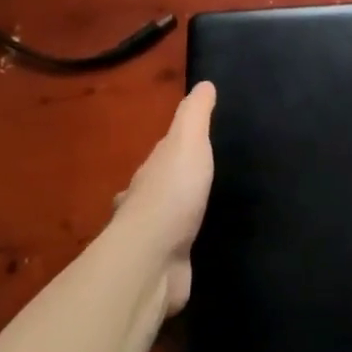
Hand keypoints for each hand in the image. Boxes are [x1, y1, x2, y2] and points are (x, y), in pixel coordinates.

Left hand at [110, 81, 215, 312]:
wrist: (153, 259)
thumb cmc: (172, 194)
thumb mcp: (188, 142)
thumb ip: (195, 115)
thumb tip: (204, 84)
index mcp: (149, 172)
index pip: (162, 154)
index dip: (178, 145)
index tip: (195, 141)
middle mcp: (143, 203)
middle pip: (159, 187)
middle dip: (173, 183)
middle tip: (202, 179)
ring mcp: (152, 239)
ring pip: (167, 221)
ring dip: (179, 216)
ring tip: (208, 211)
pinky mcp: (164, 268)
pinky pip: (178, 251)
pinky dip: (186, 246)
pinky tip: (204, 246)